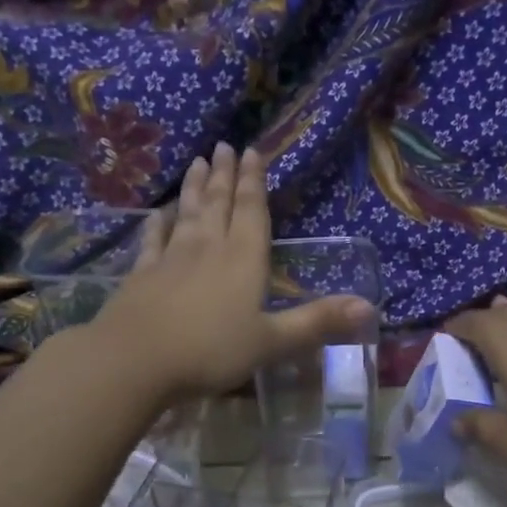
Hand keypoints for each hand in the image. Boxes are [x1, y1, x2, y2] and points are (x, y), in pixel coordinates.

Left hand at [94, 143, 373, 402]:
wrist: (136, 360)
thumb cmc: (211, 351)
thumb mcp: (272, 342)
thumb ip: (318, 323)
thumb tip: (370, 307)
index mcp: (244, 260)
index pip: (252, 211)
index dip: (254, 181)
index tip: (252, 151)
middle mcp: (209, 248)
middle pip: (219, 203)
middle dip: (224, 174)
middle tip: (224, 145)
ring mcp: (171, 258)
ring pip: (187, 213)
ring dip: (194, 187)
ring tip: (196, 161)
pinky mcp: (142, 273)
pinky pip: (153, 239)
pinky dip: (158, 223)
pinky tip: (159, 212)